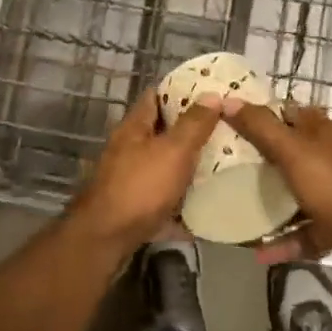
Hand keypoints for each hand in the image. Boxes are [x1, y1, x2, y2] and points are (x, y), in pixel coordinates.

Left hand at [69, 93, 222, 251]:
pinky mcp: (135, 206)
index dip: (182, 91)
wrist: (106, 239)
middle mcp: (129, 148)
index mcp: (134, 127)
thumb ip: (194, 124)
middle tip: (225, 129)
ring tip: (223, 163)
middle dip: (191, 130)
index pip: (156, 96)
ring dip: (188, 164)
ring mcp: (130, 178)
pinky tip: (206, 203)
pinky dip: (182, 199)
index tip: (210, 92)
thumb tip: (212, 95)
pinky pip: (165, 197)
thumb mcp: (173, 150)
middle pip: (162, 131)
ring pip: (164, 164)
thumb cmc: (140, 187)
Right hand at [222, 100, 331, 281]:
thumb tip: (227, 101)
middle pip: (289, 150)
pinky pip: (303, 229)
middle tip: (225, 165)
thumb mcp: (292, 151)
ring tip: (238, 205)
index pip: (286, 111)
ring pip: (296, 190)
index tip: (227, 122)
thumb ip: (260, 127)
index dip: (258, 113)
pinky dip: (284, 239)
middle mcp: (330, 156)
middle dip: (260, 157)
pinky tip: (259, 252)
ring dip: (271, 200)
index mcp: (322, 131)